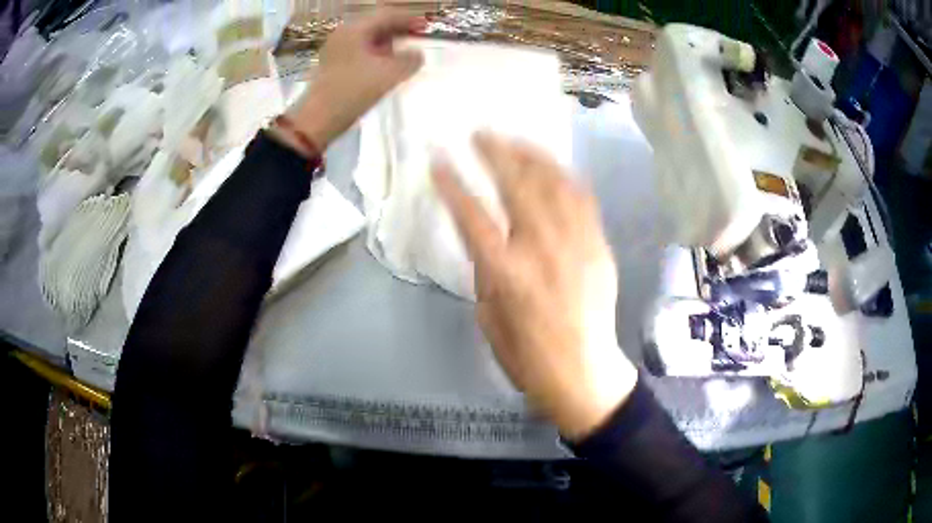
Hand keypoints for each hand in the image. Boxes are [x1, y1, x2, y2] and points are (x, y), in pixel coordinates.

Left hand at [283, 11, 424, 149]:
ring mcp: (336, 50)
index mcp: (355, 29)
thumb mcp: (390, 74)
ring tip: (405, 54)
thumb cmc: (353, 91)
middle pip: (376, 25)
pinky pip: (360, 52)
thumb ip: (410, 60)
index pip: (387, 15)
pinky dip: (376, 55)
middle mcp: (343, 34)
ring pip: (367, 39)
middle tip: (417, 38)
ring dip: (388, 44)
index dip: (409, 19)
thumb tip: (417, 54)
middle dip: (398, 31)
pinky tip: (386, 67)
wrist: (318, 119)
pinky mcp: (333, 66)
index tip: (426, 26)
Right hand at [433, 132, 637, 440]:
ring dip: (531, 156)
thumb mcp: (489, 319)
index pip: (472, 216)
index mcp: (508, 273)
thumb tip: (485, 242)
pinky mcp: (599, 246)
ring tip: (514, 139)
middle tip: (478, 134)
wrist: (585, 374)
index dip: (452, 185)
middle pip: (516, 186)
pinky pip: (583, 200)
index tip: (437, 161)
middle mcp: (543, 249)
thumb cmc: (528, 357)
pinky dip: (565, 177)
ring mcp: (576, 244)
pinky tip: (553, 166)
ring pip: (554, 184)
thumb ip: (485, 274)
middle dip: (494, 154)